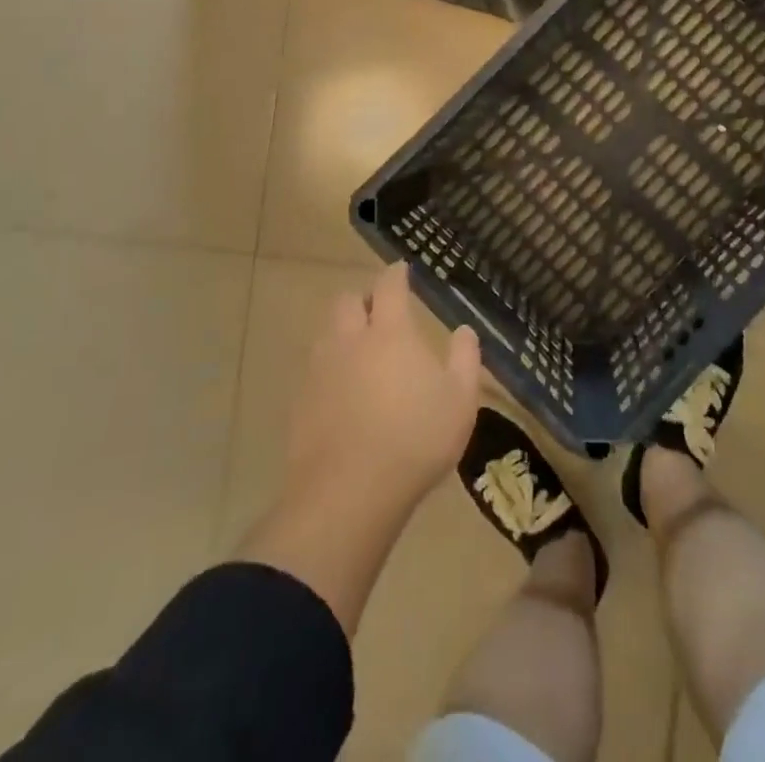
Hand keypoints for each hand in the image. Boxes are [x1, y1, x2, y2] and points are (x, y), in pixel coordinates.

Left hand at [283, 264, 481, 514]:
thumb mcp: (460, 401)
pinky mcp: (300, 403)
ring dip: (342, 331)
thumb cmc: (415, 440)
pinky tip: (340, 390)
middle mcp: (350, 341)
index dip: (396, 274)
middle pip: (347, 301)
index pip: (389, 286)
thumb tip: (464, 330)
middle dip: (362, 299)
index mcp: (390, 333)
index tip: (402, 270)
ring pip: (326, 333)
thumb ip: (464, 359)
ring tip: (359, 349)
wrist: (347, 495)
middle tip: (378, 311)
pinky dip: (328, 368)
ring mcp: (320, 371)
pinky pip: (314, 370)